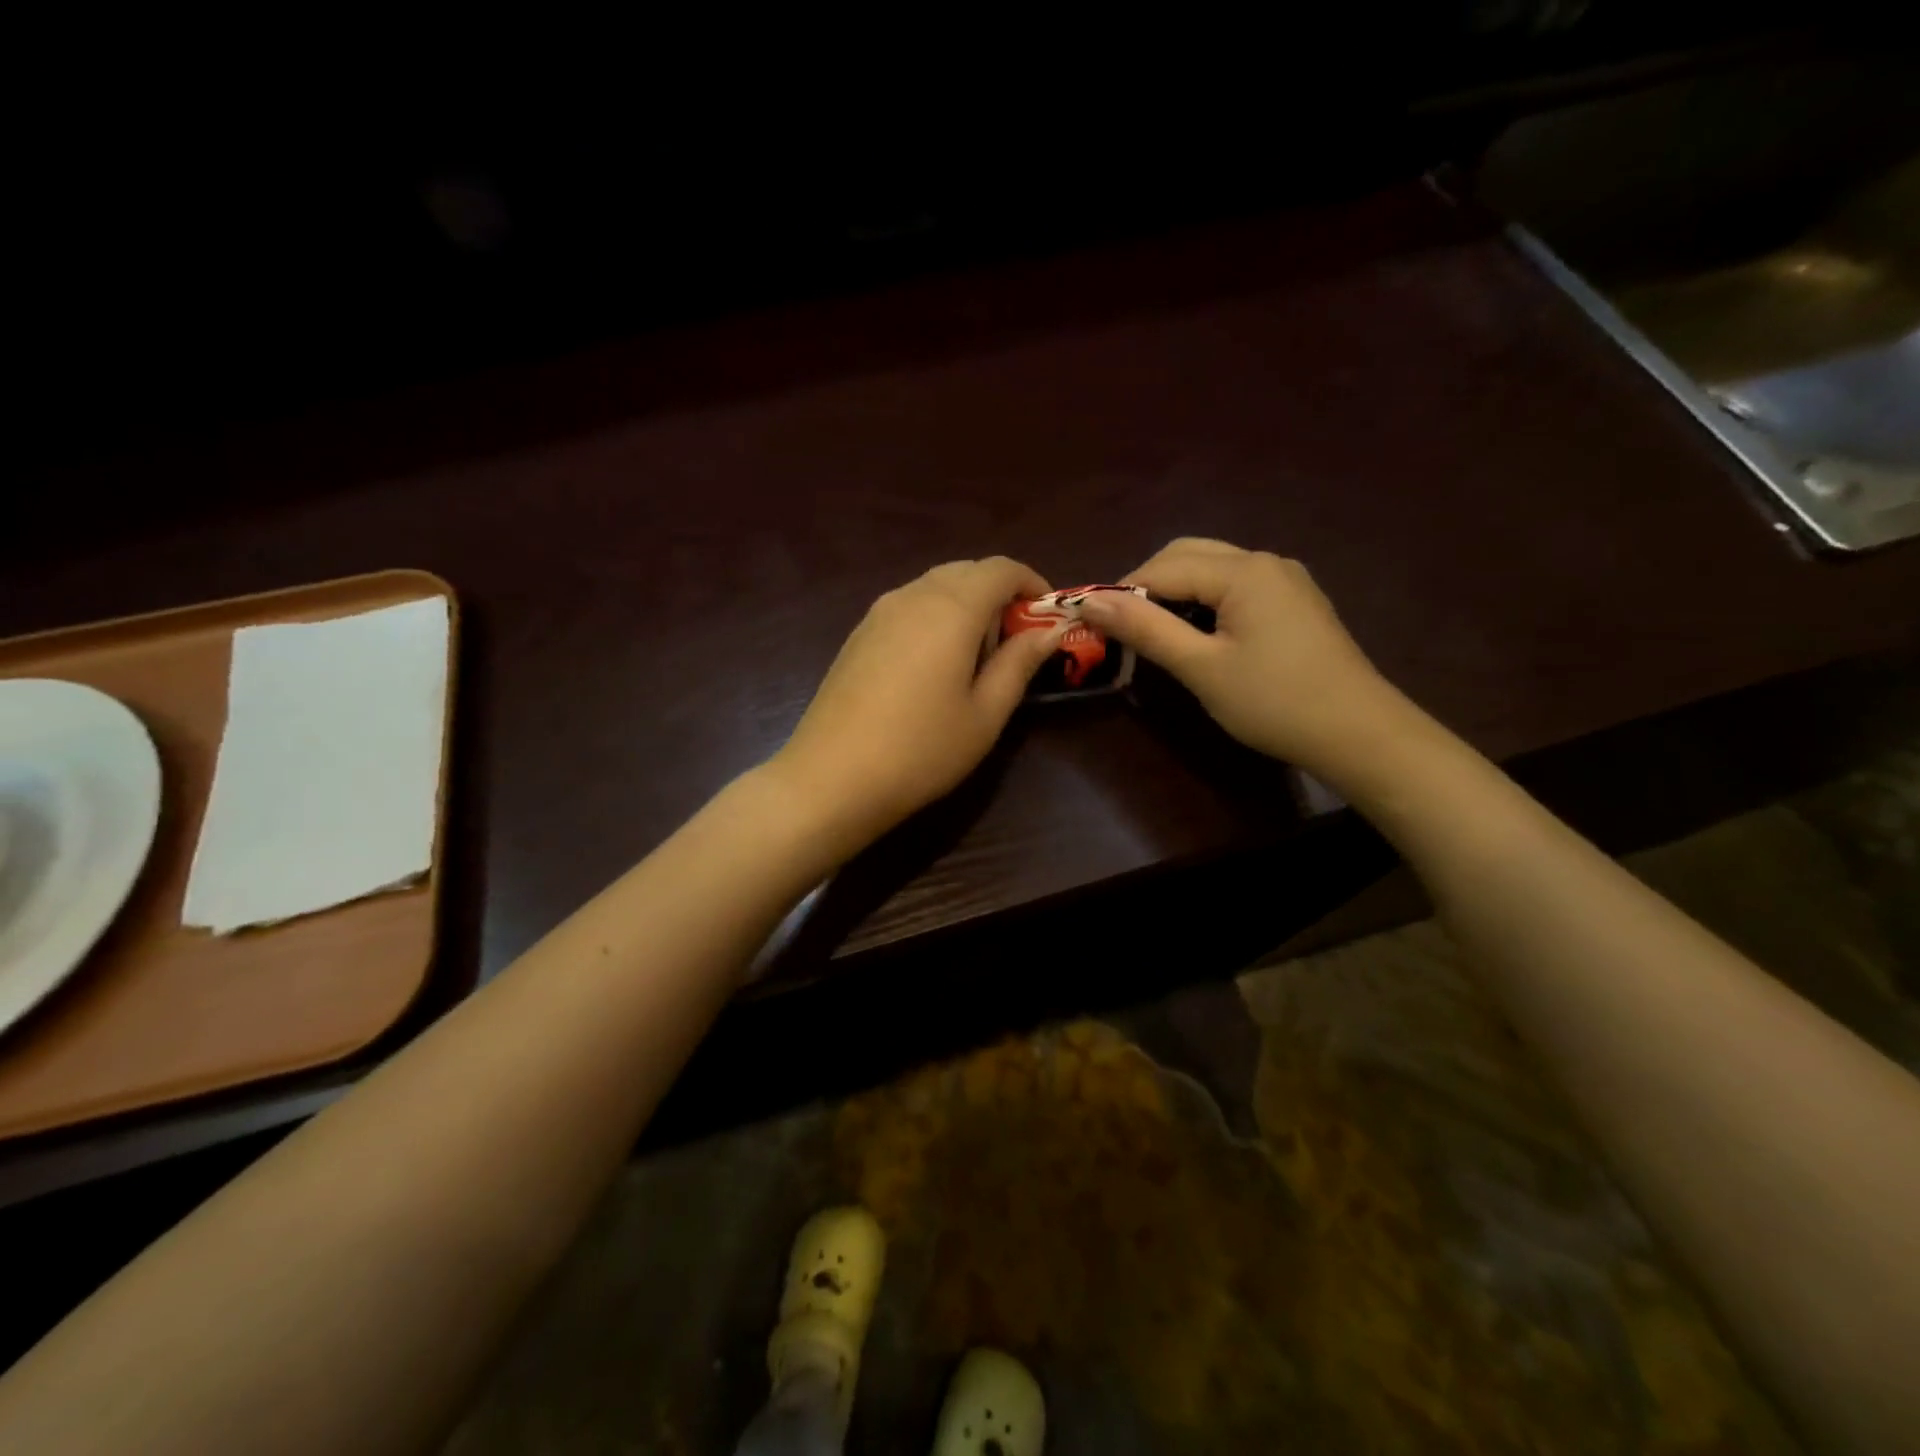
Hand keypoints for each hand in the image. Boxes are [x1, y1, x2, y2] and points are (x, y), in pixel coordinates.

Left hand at [763, 557, 1064, 856]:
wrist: (832, 777)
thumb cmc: (922, 749)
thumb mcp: (985, 713)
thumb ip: (1019, 663)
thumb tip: (1048, 630)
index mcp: (952, 608)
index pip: (1001, 569)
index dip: (1032, 583)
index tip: (1047, 618)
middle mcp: (913, 595)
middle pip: (967, 571)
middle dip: (999, 595)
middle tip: (1015, 643)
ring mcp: (879, 612)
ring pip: (935, 587)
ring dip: (966, 606)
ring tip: (976, 659)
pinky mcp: (858, 634)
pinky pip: (909, 606)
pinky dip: (935, 618)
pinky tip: (934, 667)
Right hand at [1076, 537, 1403, 772]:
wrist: (1359, 734)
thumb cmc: (1274, 702)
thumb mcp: (1202, 668)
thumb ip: (1146, 629)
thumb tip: (1090, 602)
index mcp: (1243, 571)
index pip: (1163, 567)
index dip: (1123, 593)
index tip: (1093, 625)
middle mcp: (1265, 561)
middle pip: (1189, 555)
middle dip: (1148, 584)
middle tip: (1122, 628)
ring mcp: (1285, 580)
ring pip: (1213, 568)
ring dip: (1176, 591)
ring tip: (1153, 633)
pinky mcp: (1295, 602)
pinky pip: (1236, 586)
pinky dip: (1205, 600)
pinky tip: (1198, 634)